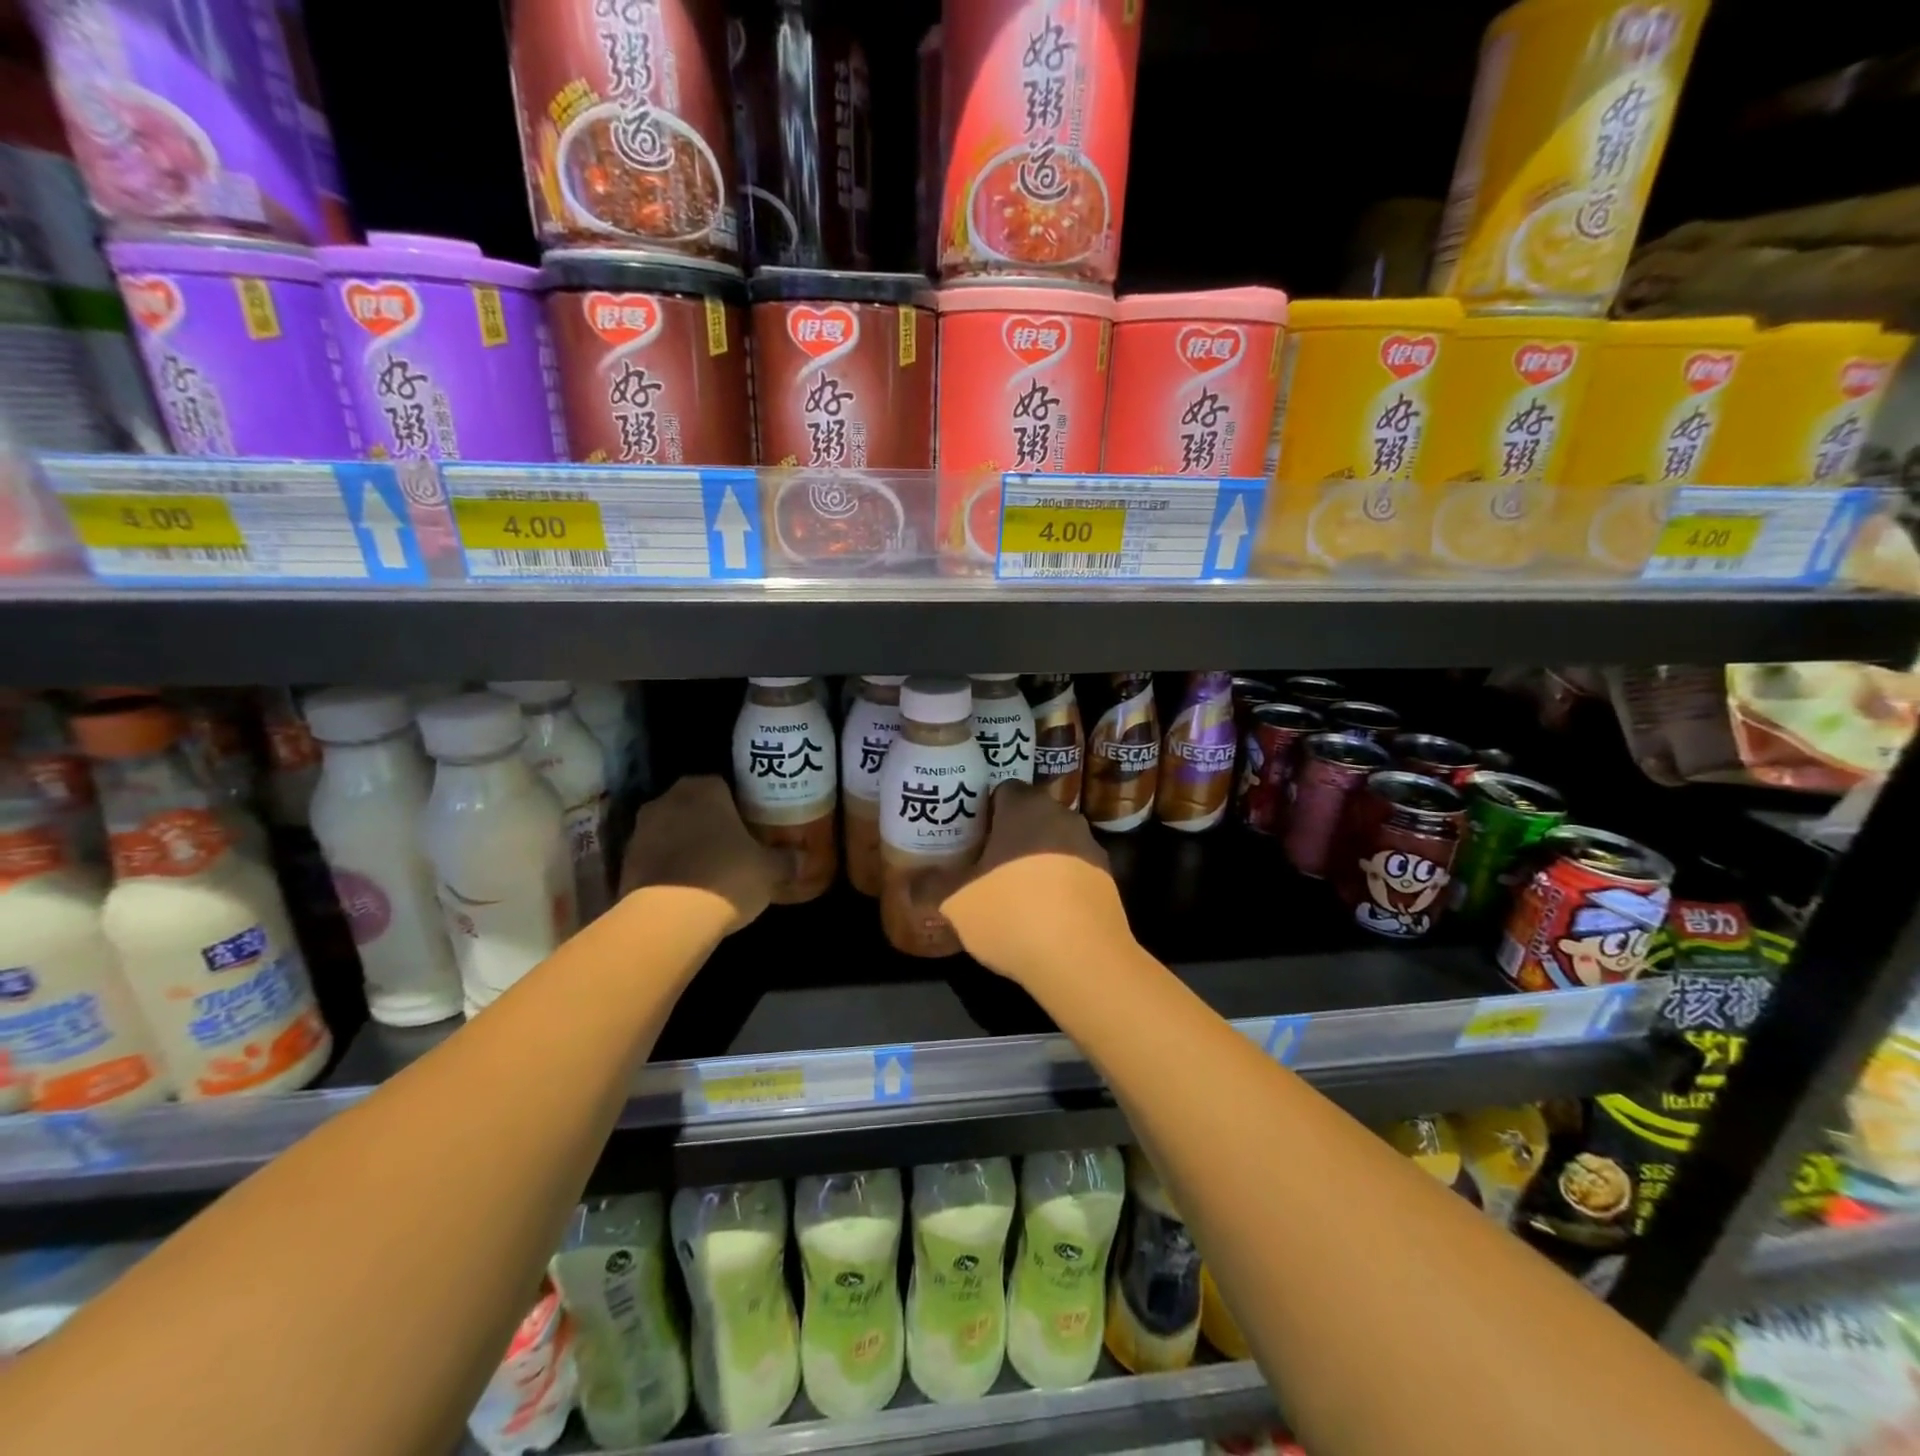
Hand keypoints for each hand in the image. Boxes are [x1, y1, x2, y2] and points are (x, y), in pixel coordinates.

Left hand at [618, 776, 775, 933]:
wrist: (667, 921)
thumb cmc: (726, 878)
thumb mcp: (769, 870)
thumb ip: (786, 859)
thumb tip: (802, 858)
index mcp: (703, 789)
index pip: (723, 784)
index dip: (738, 805)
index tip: (751, 824)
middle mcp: (667, 800)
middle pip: (693, 806)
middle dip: (710, 823)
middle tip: (733, 845)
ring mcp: (640, 831)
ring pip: (671, 831)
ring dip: (686, 845)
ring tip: (709, 870)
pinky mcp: (624, 864)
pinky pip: (655, 858)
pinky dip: (669, 869)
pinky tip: (687, 889)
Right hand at [940, 780, 1131, 988]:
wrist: (1082, 959)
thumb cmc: (1011, 914)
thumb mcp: (956, 902)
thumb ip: (930, 885)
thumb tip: (910, 882)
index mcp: (1026, 808)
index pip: (1002, 790)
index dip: (982, 812)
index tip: (967, 838)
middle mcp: (1063, 817)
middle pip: (1030, 816)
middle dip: (1009, 836)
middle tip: (983, 864)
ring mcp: (1091, 848)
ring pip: (1054, 844)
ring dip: (1035, 860)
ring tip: (1012, 893)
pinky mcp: (1108, 880)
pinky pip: (1073, 872)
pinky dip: (1058, 885)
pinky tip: (1042, 915)